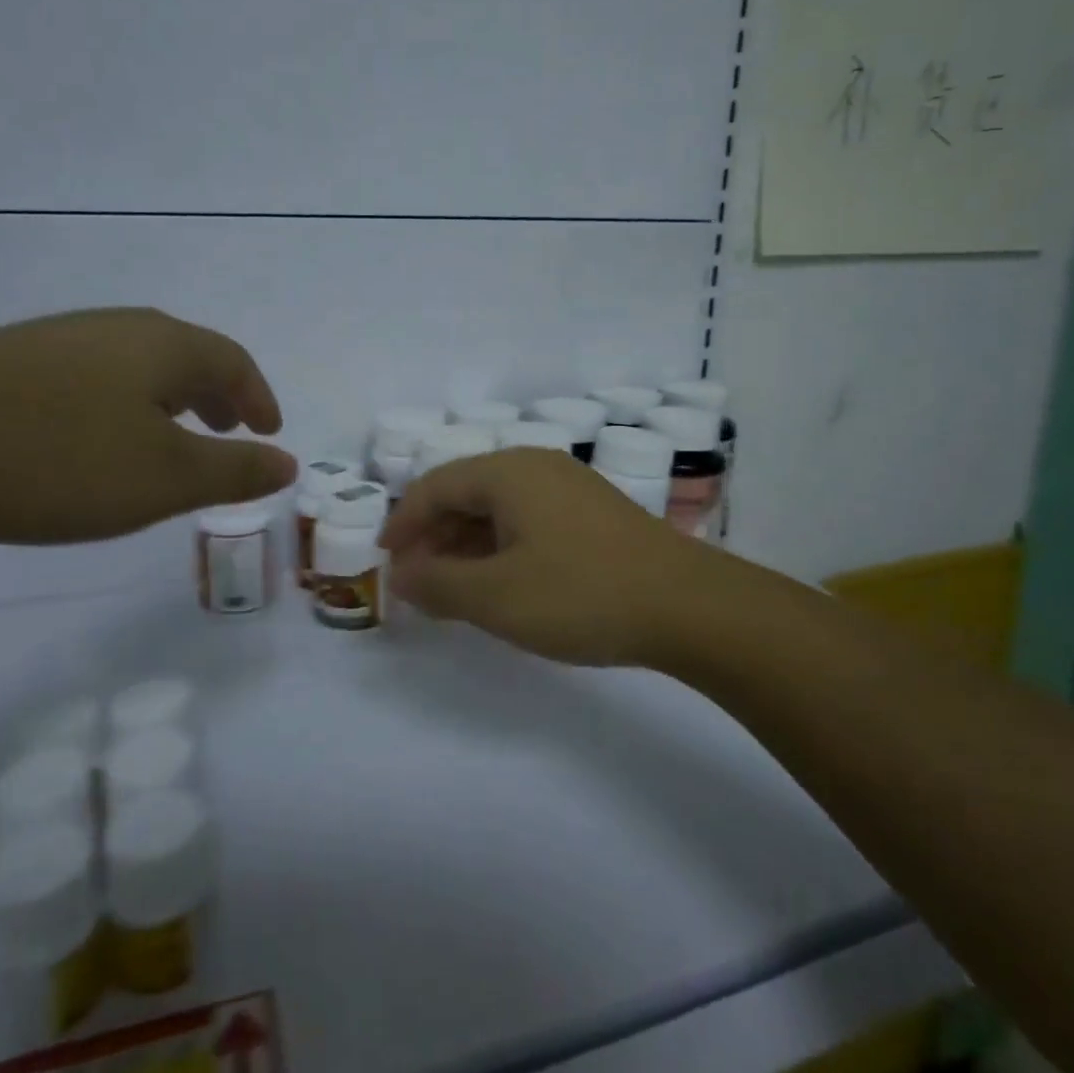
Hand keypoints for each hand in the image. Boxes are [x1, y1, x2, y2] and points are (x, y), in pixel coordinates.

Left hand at [0, 309, 295, 542]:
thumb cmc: (57, 458)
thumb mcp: (163, 478)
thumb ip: (233, 471)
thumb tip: (288, 463)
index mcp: (163, 345)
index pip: (232, 361)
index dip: (258, 396)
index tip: (269, 430)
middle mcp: (116, 329)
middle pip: (185, 354)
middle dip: (215, 395)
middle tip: (227, 430)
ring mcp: (58, 340)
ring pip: (136, 365)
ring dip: (168, 400)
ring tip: (168, 438)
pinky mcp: (10, 362)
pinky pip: (93, 378)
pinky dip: (121, 406)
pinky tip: (95, 440)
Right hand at [380, 449, 708, 665]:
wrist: (688, 606)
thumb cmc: (580, 594)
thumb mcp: (495, 597)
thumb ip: (437, 584)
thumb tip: (400, 575)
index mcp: (508, 472)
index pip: (435, 486)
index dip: (402, 522)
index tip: (385, 560)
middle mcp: (536, 466)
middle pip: (466, 492)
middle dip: (434, 536)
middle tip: (416, 580)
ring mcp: (570, 487)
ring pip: (499, 508)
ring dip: (467, 545)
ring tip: (453, 588)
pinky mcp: (593, 512)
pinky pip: (529, 520)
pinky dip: (502, 547)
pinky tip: (503, 582)